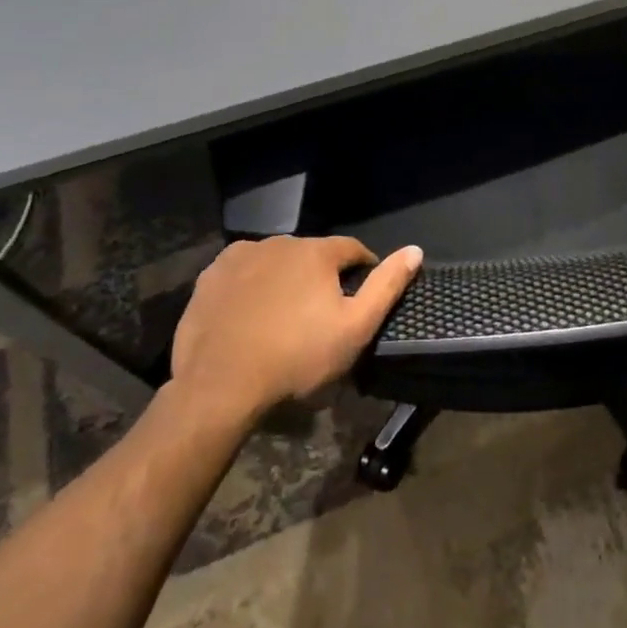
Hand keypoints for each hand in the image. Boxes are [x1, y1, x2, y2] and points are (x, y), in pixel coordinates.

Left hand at [169, 236, 422, 419]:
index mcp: (317, 252)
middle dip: (321, 276)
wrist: (219, 385)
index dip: (362, 271)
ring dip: (286, 278)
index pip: (352, 250)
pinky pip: (243, 272)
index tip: (359, 298)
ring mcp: (241, 256)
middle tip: (320, 314)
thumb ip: (387, 286)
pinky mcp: (211, 276)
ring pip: (277, 261)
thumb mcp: (355, 328)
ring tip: (284, 315)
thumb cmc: (296, 357)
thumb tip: (416, 249)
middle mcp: (279, 242)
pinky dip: (252, 285)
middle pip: (313, 255)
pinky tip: (251, 313)